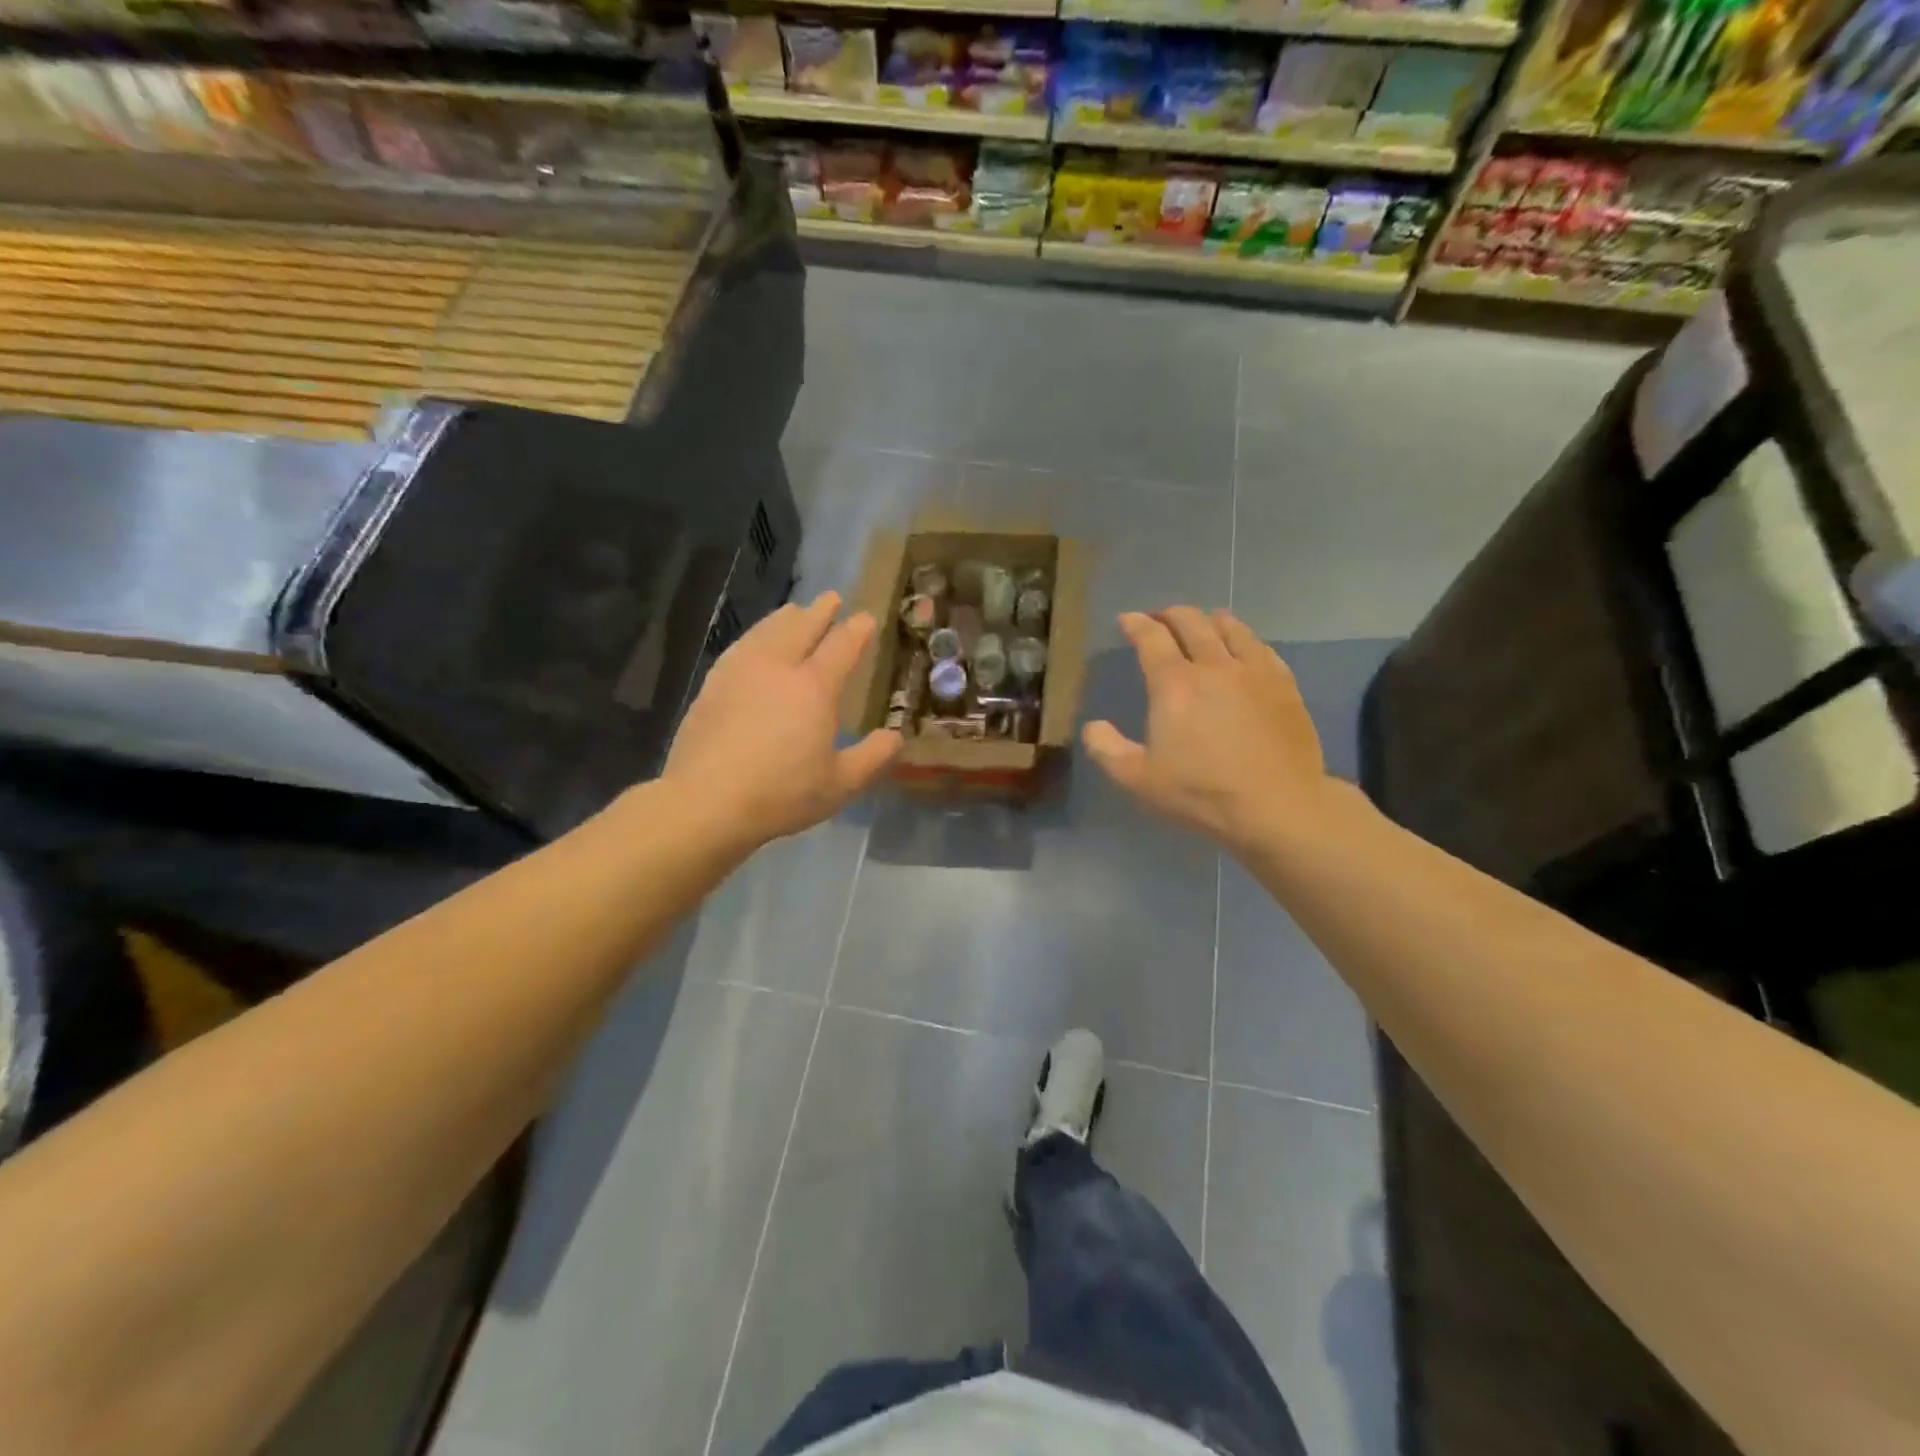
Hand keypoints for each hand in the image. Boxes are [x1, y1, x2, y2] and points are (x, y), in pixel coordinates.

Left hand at [664, 592, 900, 848]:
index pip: (842, 647)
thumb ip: (873, 757)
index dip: (857, 630)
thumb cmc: (782, 794)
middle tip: (832, 597)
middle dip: (820, 611)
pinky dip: (755, 635)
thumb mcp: (840, 784)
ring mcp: (741, 672)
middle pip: (802, 627)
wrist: (706, 801)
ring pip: (767, 631)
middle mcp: (778, 667)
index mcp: (814, 687)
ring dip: (786, 617)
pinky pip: (740, 646)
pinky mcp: (713, 684)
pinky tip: (754, 642)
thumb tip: (895, 737)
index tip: (866, 618)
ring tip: (795, 610)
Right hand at [1083, 607, 1333, 854]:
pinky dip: (1244, 640)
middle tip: (1159, 618)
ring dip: (1209, 620)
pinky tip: (1244, 649)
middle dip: (1170, 614)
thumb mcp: (1137, 780)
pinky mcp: (1285, 685)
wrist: (1278, 807)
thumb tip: (1092, 726)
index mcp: (1175, 684)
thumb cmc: (1201, 793)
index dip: (1136, 624)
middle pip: (1191, 622)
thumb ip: (1107, 749)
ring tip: (1203, 624)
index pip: (1151, 637)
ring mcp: (1254, 672)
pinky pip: (1262, 648)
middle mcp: (1214, 665)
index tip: (1126, 619)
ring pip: (1231, 628)